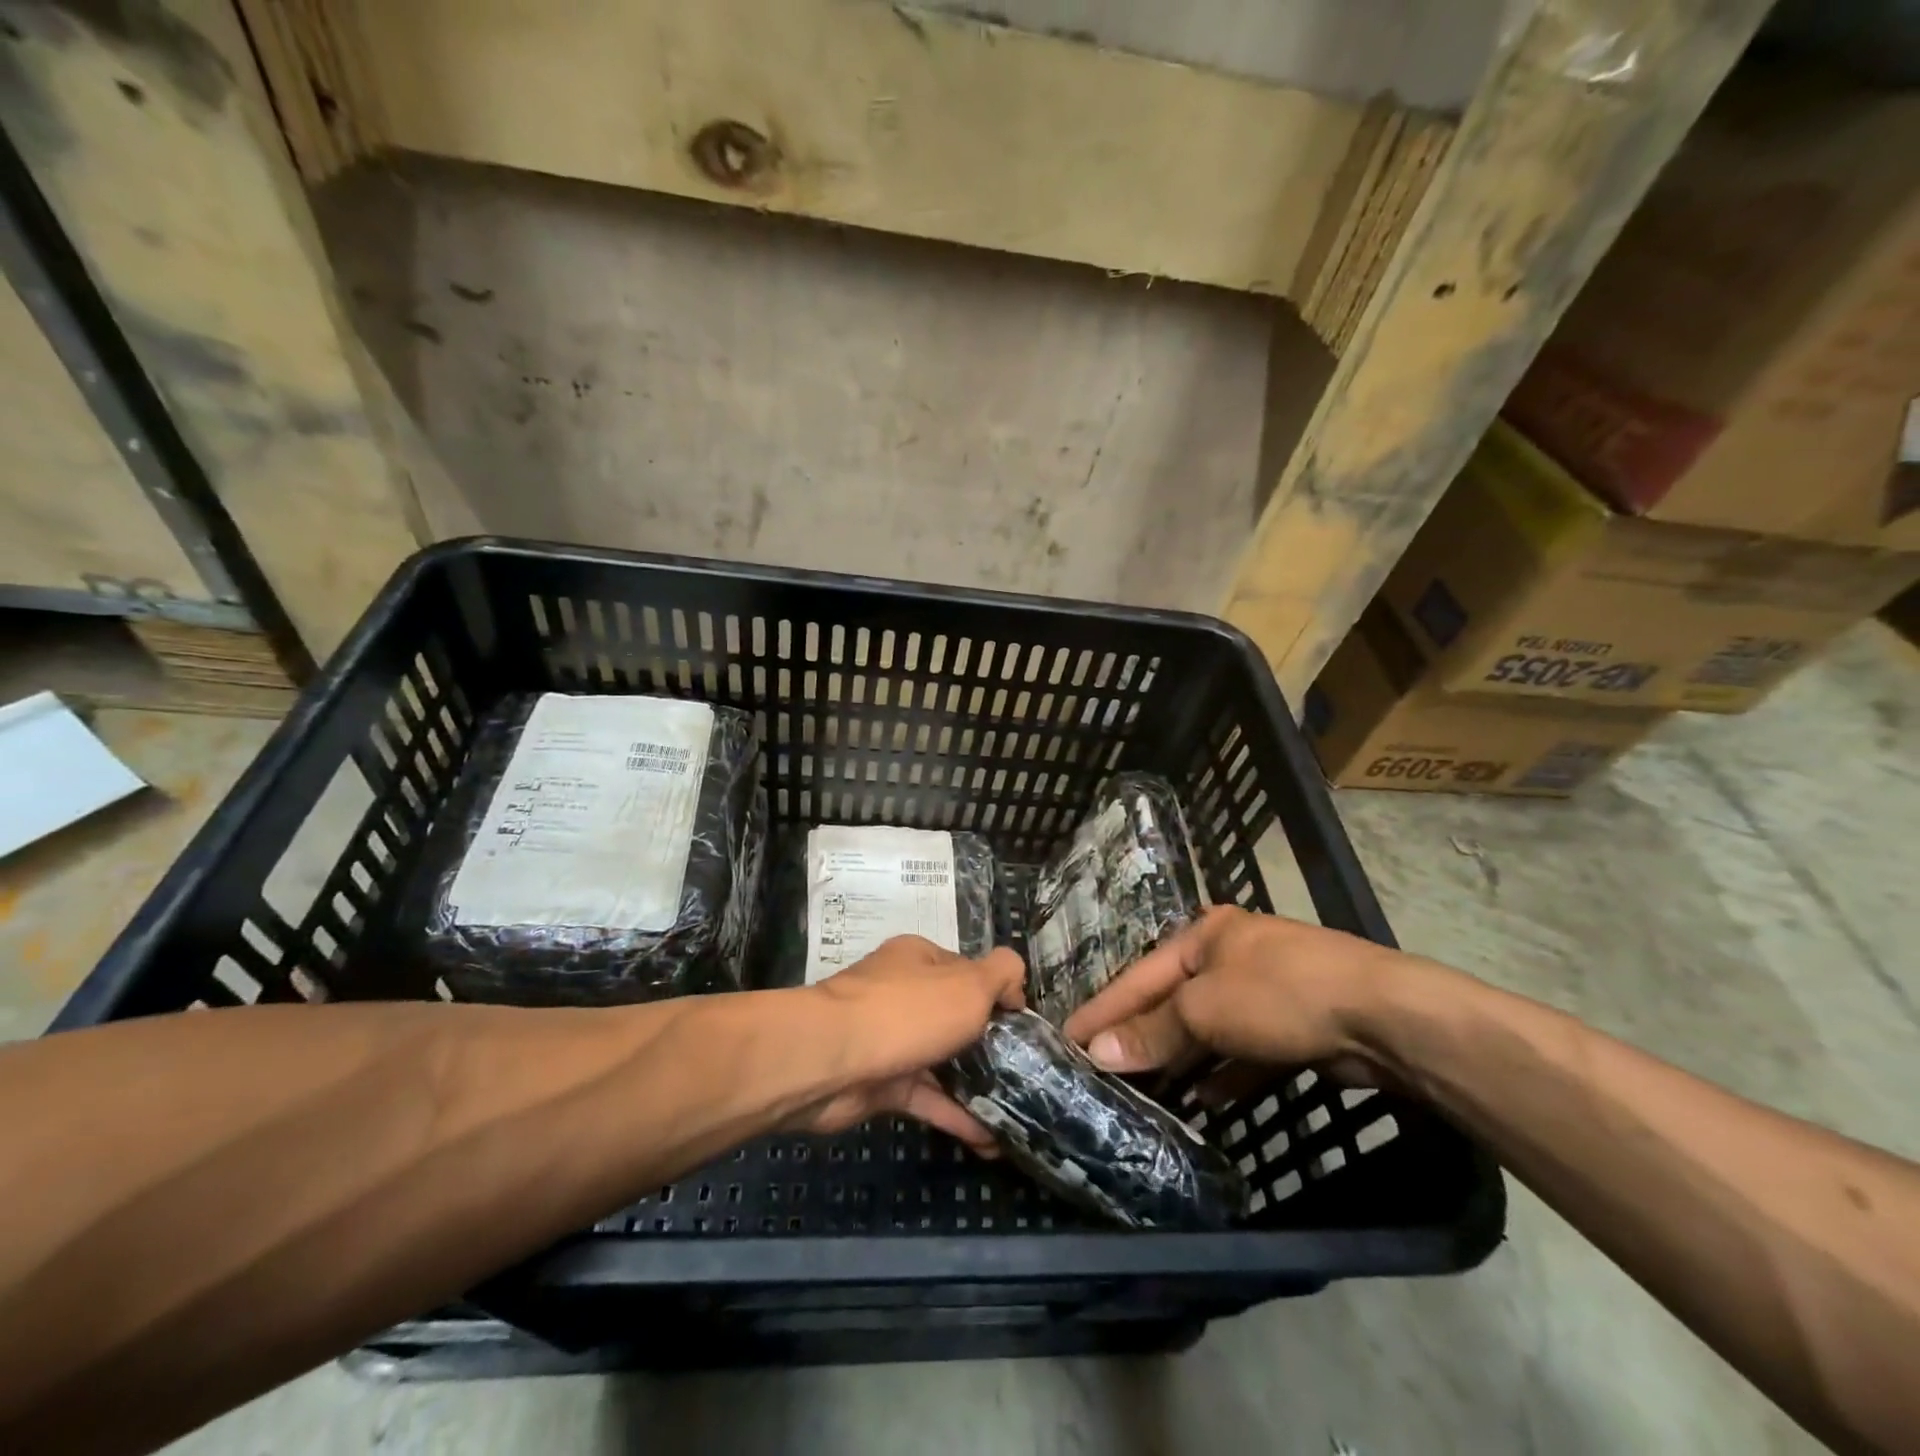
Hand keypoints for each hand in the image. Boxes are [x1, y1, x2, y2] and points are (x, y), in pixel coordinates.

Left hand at [792, 936, 1026, 1154]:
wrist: (831, 1060)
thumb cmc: (907, 1012)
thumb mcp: (969, 983)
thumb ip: (1002, 974)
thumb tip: (1014, 987)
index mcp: (920, 959)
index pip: (968, 971)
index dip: (998, 995)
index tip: (1025, 1026)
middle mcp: (904, 992)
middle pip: (955, 1016)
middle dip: (990, 1044)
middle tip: (1026, 1074)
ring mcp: (891, 1038)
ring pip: (942, 1060)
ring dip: (976, 1085)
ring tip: (1016, 1113)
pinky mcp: (881, 1082)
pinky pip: (926, 1096)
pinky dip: (955, 1115)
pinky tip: (990, 1140)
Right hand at [1062, 906, 1408, 1084]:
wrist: (1385, 1018)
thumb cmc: (1280, 994)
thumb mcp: (1206, 1010)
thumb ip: (1152, 1032)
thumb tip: (1097, 1053)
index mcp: (1204, 935)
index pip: (1139, 976)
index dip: (1103, 1009)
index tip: (1066, 1037)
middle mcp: (1231, 955)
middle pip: (1172, 1001)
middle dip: (1141, 1036)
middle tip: (1101, 1069)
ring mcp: (1265, 990)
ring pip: (1209, 1028)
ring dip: (1182, 1059)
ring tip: (1146, 1090)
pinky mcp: (1294, 1025)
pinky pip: (1245, 1050)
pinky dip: (1225, 1072)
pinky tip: (1206, 1100)